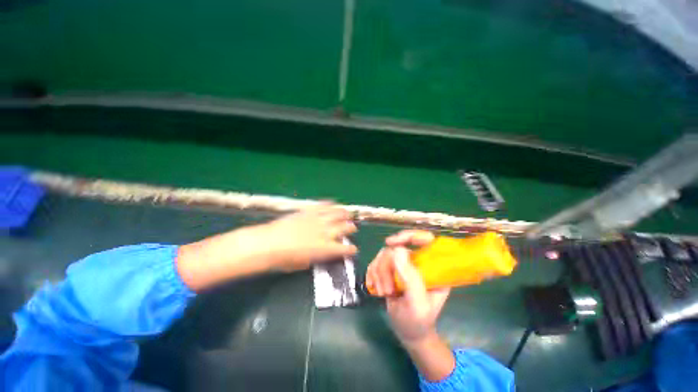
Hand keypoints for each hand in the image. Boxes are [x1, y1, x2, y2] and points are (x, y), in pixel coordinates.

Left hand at [254, 204, 357, 271]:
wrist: (268, 243)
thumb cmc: (284, 259)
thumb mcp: (304, 264)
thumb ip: (317, 258)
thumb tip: (323, 253)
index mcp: (325, 248)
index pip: (344, 249)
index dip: (351, 250)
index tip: (354, 250)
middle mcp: (325, 232)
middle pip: (344, 228)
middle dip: (350, 228)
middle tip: (352, 228)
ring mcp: (317, 220)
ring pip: (336, 214)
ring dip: (344, 214)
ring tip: (347, 213)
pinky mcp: (308, 211)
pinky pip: (322, 206)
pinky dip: (329, 204)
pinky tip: (332, 203)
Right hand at [366, 230, 449, 343]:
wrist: (407, 331)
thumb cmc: (418, 320)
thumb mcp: (418, 303)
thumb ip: (410, 277)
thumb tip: (396, 249)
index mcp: (432, 266)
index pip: (425, 239)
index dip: (409, 235)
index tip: (391, 242)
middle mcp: (417, 261)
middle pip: (396, 247)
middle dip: (386, 268)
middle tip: (387, 290)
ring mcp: (403, 264)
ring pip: (383, 254)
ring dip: (379, 274)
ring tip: (384, 293)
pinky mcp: (390, 269)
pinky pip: (375, 262)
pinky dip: (372, 275)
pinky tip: (375, 288)